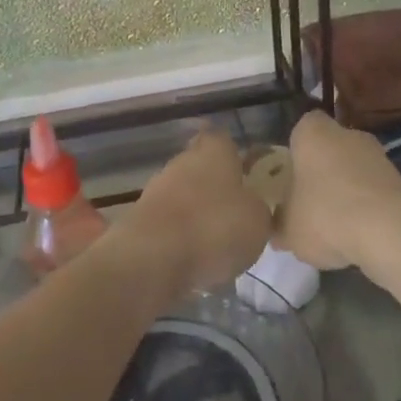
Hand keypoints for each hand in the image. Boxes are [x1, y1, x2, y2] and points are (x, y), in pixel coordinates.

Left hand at [126, 130, 271, 296]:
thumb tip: (251, 205)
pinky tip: (195, 261)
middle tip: (236, 213)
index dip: (234, 154)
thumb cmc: (214, 227)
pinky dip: (181, 237)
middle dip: (216, 187)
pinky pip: (170, 223)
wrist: (153, 259)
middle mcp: (182, 161)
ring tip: (218, 245)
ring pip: (184, 195)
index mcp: (214, 151)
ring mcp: (157, 189)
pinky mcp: (141, 220)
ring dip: (198, 214)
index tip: (245, 172)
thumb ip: (257, 207)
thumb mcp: (258, 220)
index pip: (223, 139)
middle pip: (201, 167)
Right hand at [276, 110, 400, 270]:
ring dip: (347, 189)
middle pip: (330, 147)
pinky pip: (374, 189)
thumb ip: (279, 224)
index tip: (290, 172)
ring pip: (355, 168)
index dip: (296, 148)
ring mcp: (378, 155)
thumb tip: (277, 229)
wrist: (388, 234)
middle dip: (322, 169)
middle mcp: (348, 134)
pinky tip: (359, 232)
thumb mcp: (287, 228)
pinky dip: (367, 205)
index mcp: (313, 133)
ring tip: (335, 223)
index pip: (302, 128)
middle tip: (309, 200)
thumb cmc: (325, 216)